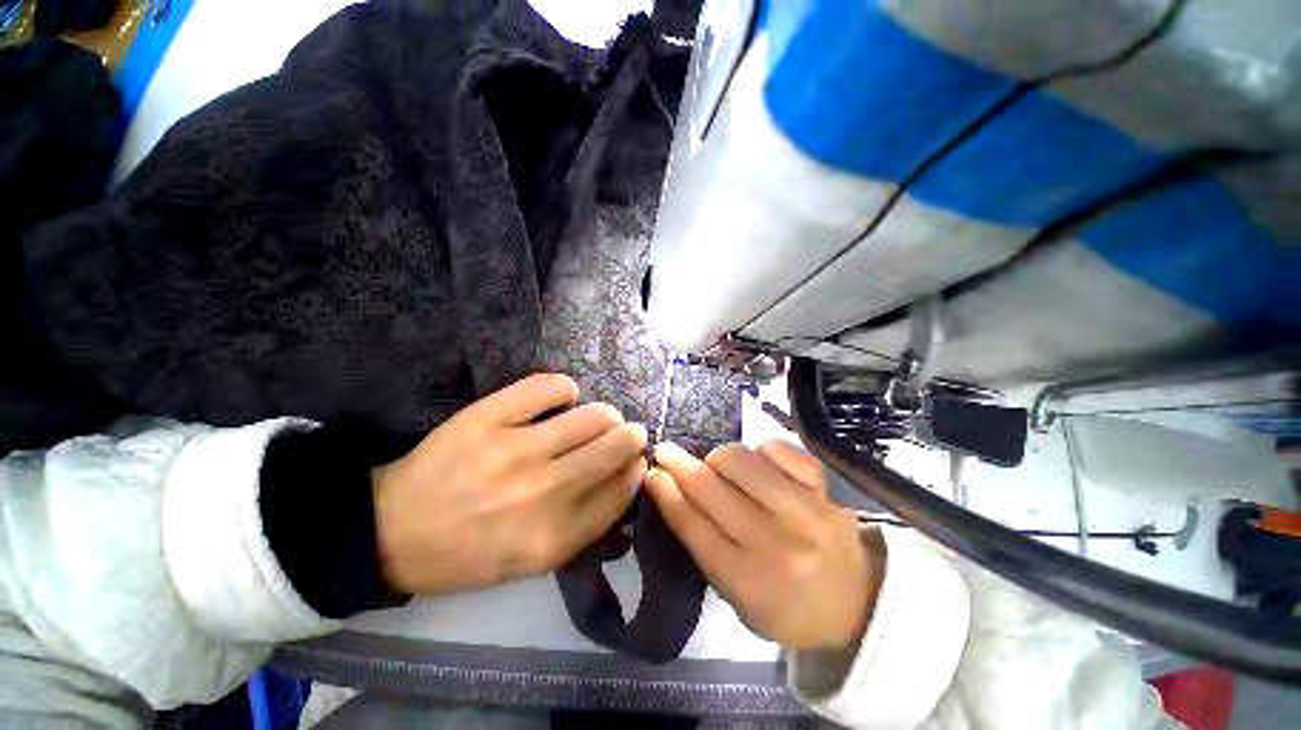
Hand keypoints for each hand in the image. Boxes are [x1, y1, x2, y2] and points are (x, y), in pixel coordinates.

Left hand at [372, 373, 646, 595]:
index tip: (636, 460)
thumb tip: (623, 477)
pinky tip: (563, 397)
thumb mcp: (533, 560)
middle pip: (616, 447)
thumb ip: (585, 525)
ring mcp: (516, 451)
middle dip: (631, 435)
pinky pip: (550, 387)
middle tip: (626, 432)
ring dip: (605, 413)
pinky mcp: (489, 418)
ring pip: (593, 415)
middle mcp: (544, 493)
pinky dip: (565, 388)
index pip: (622, 490)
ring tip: (599, 416)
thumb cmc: (469, 553)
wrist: (393, 532)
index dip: (636, 468)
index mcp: (555, 537)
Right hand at [645, 440, 883, 650]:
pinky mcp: (825, 488)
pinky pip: (777, 449)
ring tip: (720, 467)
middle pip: (710, 487)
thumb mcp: (736, 595)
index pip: (692, 524)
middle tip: (666, 451)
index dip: (665, 492)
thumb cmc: (786, 605)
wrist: (857, 602)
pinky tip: (761, 465)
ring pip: (740, 460)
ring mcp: (805, 511)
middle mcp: (775, 544)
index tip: (651, 472)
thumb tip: (671, 489)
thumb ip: (703, 544)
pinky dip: (760, 450)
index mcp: (748, 582)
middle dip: (678, 462)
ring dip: (719, 458)